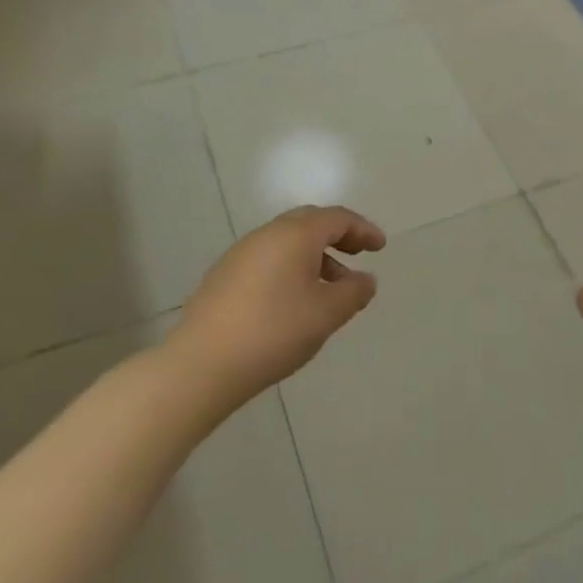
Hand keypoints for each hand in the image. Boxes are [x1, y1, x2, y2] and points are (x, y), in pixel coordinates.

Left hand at [169, 205, 385, 409]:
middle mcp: (267, 234)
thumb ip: (354, 292)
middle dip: (338, 236)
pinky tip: (294, 300)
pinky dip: (291, 268)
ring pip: (287, 242)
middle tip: (358, 256)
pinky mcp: (224, 275)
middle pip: (310, 223)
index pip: (337, 218)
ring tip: (330, 288)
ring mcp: (241, 253)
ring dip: (315, 255)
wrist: (201, 364)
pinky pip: (268, 259)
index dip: (363, 230)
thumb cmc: (274, 331)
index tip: (380, 247)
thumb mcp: (326, 314)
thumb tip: (366, 280)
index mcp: (295, 234)